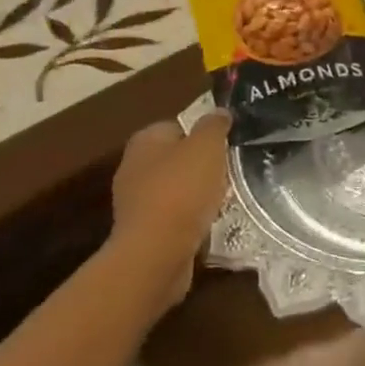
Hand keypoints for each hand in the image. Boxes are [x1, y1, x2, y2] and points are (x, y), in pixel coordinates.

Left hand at [106, 112, 229, 308]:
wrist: (157, 253)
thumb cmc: (181, 191)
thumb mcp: (206, 147)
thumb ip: (214, 125)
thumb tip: (219, 112)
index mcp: (144, 141)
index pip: (178, 125)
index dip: (204, 133)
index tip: (228, 144)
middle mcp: (134, 167)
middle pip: (178, 158)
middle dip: (203, 165)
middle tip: (230, 171)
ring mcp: (136, 202)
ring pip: (178, 188)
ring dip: (200, 194)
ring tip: (226, 198)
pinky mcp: (144, 231)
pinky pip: (175, 216)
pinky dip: (192, 218)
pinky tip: (211, 222)